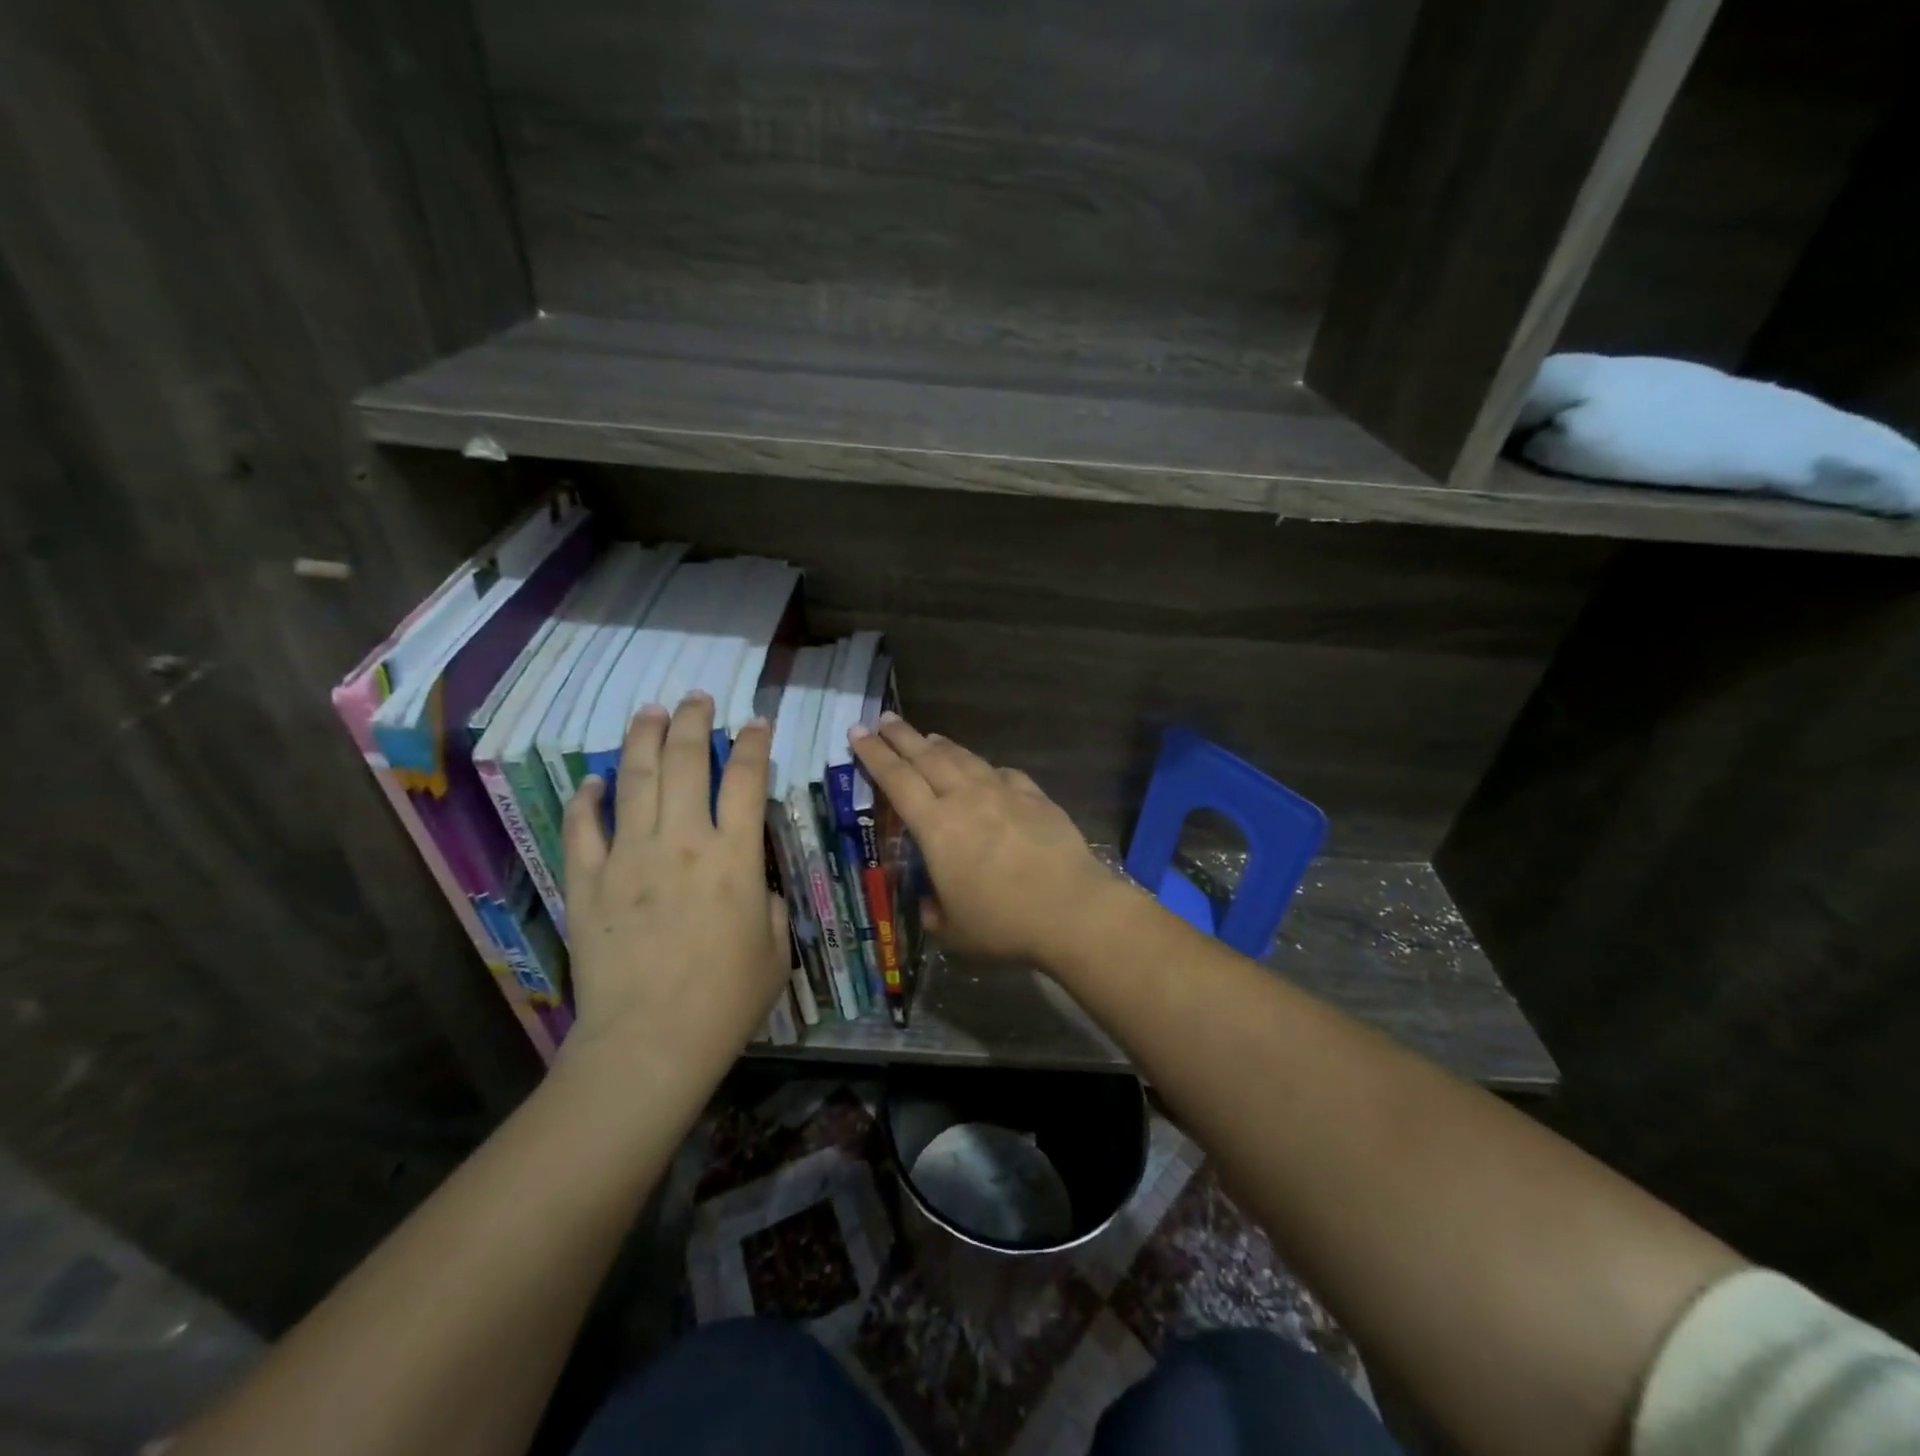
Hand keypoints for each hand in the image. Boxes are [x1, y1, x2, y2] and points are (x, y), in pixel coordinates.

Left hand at [559, 693, 789, 1078]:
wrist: (649, 1042)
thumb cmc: (726, 1000)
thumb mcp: (774, 950)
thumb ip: (770, 906)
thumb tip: (756, 887)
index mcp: (733, 857)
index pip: (746, 778)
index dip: (752, 742)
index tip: (754, 721)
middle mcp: (681, 842)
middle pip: (686, 761)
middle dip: (692, 722)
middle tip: (695, 699)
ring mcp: (628, 857)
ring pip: (634, 780)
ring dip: (642, 739)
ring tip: (648, 711)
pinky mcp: (587, 882)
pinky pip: (582, 828)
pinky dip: (586, 800)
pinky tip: (591, 781)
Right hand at [848, 715, 1114, 964]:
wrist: (1071, 909)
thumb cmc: (1003, 923)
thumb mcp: (953, 930)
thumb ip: (934, 911)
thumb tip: (931, 902)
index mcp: (936, 827)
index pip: (896, 779)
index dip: (874, 754)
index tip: (858, 732)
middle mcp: (965, 799)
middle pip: (927, 756)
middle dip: (901, 735)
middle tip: (885, 719)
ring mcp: (1003, 793)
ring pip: (964, 758)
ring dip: (941, 746)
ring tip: (928, 737)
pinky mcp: (1034, 796)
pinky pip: (1002, 773)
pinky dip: (985, 768)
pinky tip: (985, 771)